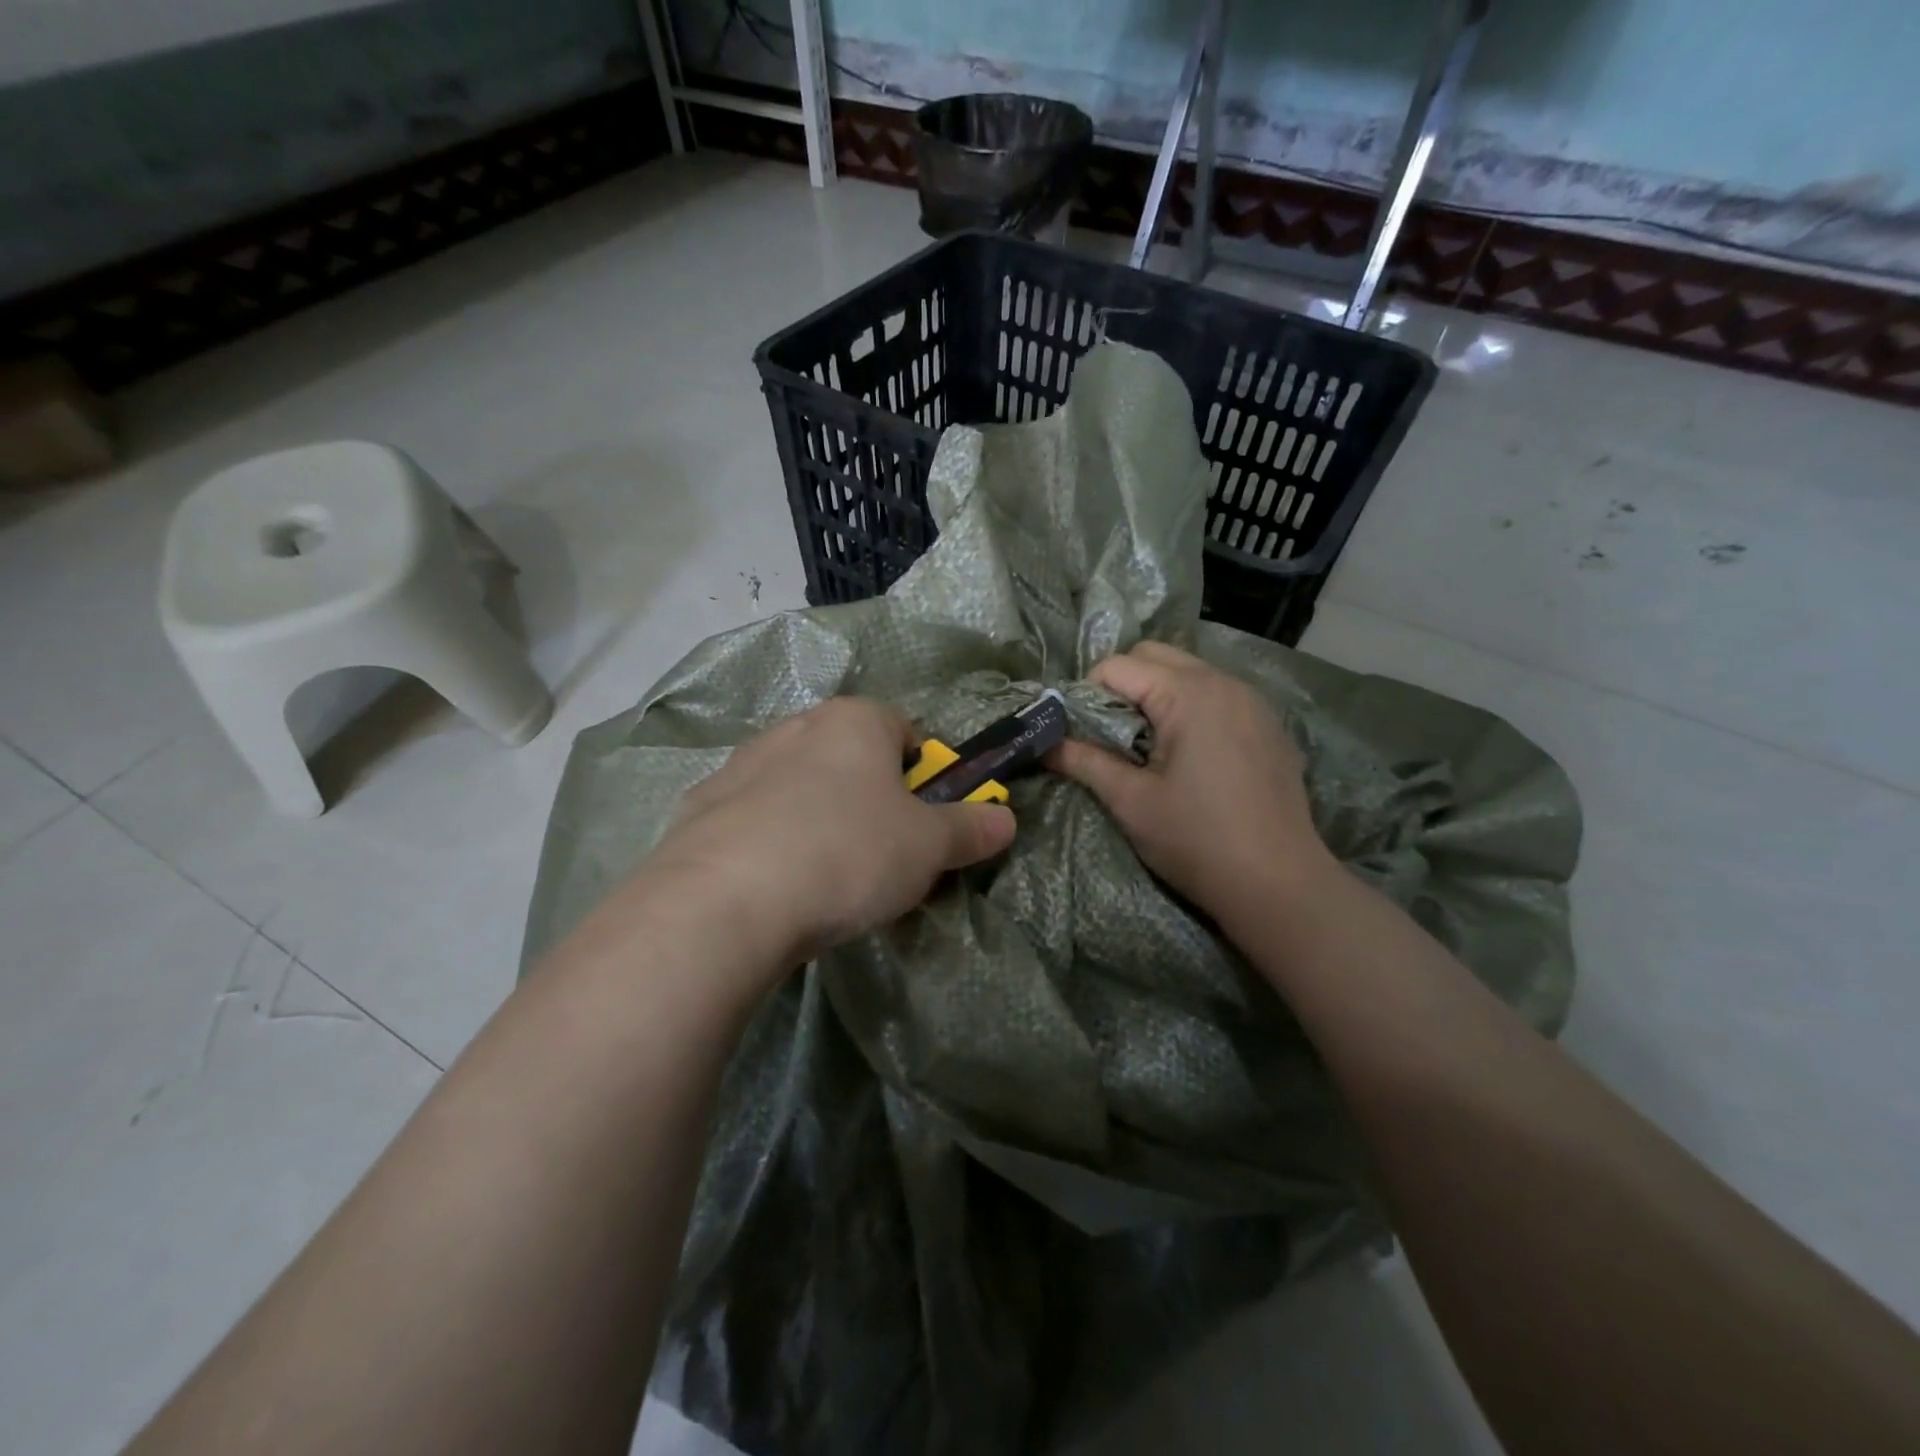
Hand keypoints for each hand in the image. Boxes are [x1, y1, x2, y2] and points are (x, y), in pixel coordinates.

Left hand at [639, 698, 1015, 977]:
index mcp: (853, 721)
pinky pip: (753, 818)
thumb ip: (970, 828)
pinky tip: (773, 885)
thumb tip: (1005, 820)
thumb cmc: (848, 853)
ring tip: (824, 877)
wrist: (726, 901)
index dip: (923, 776)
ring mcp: (740, 765)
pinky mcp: (700, 807)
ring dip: (819, 817)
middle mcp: (794, 727)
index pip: (904, 730)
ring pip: (799, 786)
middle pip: (850, 758)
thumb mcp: (928, 847)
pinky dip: (769, 840)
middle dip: (871, 799)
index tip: (923, 823)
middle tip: (881, 855)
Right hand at [1049, 642, 1333, 924]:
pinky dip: (1190, 709)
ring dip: (1157, 696)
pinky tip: (1190, 757)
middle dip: (1122, 686)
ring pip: (1188, 672)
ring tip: (1146, 747)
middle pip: (1155, 656)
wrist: (1281, 885)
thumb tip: (1043, 745)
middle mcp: (1224, 682)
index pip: (1118, 666)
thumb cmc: (1198, 840)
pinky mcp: (1268, 725)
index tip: (1078, 734)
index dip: (1086, 695)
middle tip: (1109, 736)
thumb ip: (1084, 762)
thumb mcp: (1131, 802)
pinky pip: (1217, 696)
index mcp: (1189, 693)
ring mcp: (1253, 701)